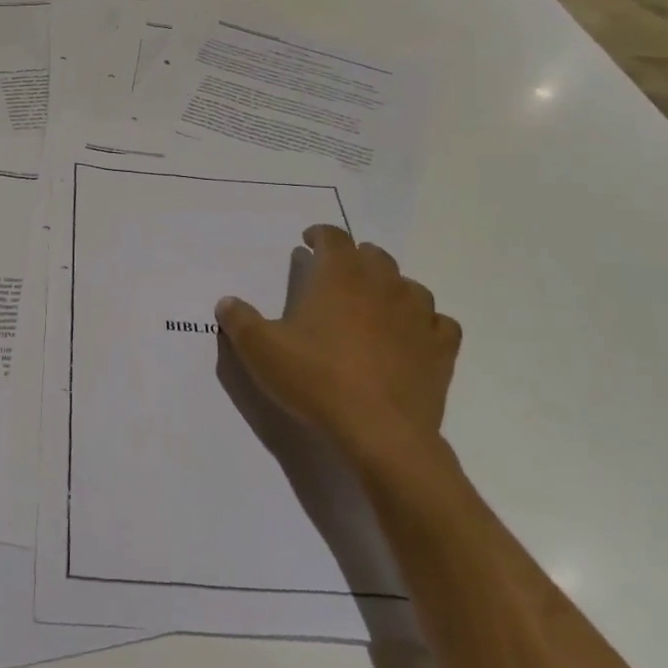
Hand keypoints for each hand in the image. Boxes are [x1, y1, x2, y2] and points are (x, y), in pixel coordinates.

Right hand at [215, 225, 460, 463]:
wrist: (379, 432)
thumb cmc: (315, 380)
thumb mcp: (260, 349)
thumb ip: (239, 320)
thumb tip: (227, 302)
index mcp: (339, 276)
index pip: (333, 238)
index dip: (320, 235)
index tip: (308, 242)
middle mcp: (382, 284)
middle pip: (373, 255)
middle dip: (354, 259)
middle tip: (336, 276)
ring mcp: (418, 315)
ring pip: (409, 286)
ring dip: (390, 288)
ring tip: (374, 307)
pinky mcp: (440, 349)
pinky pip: (439, 323)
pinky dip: (424, 324)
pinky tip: (412, 337)